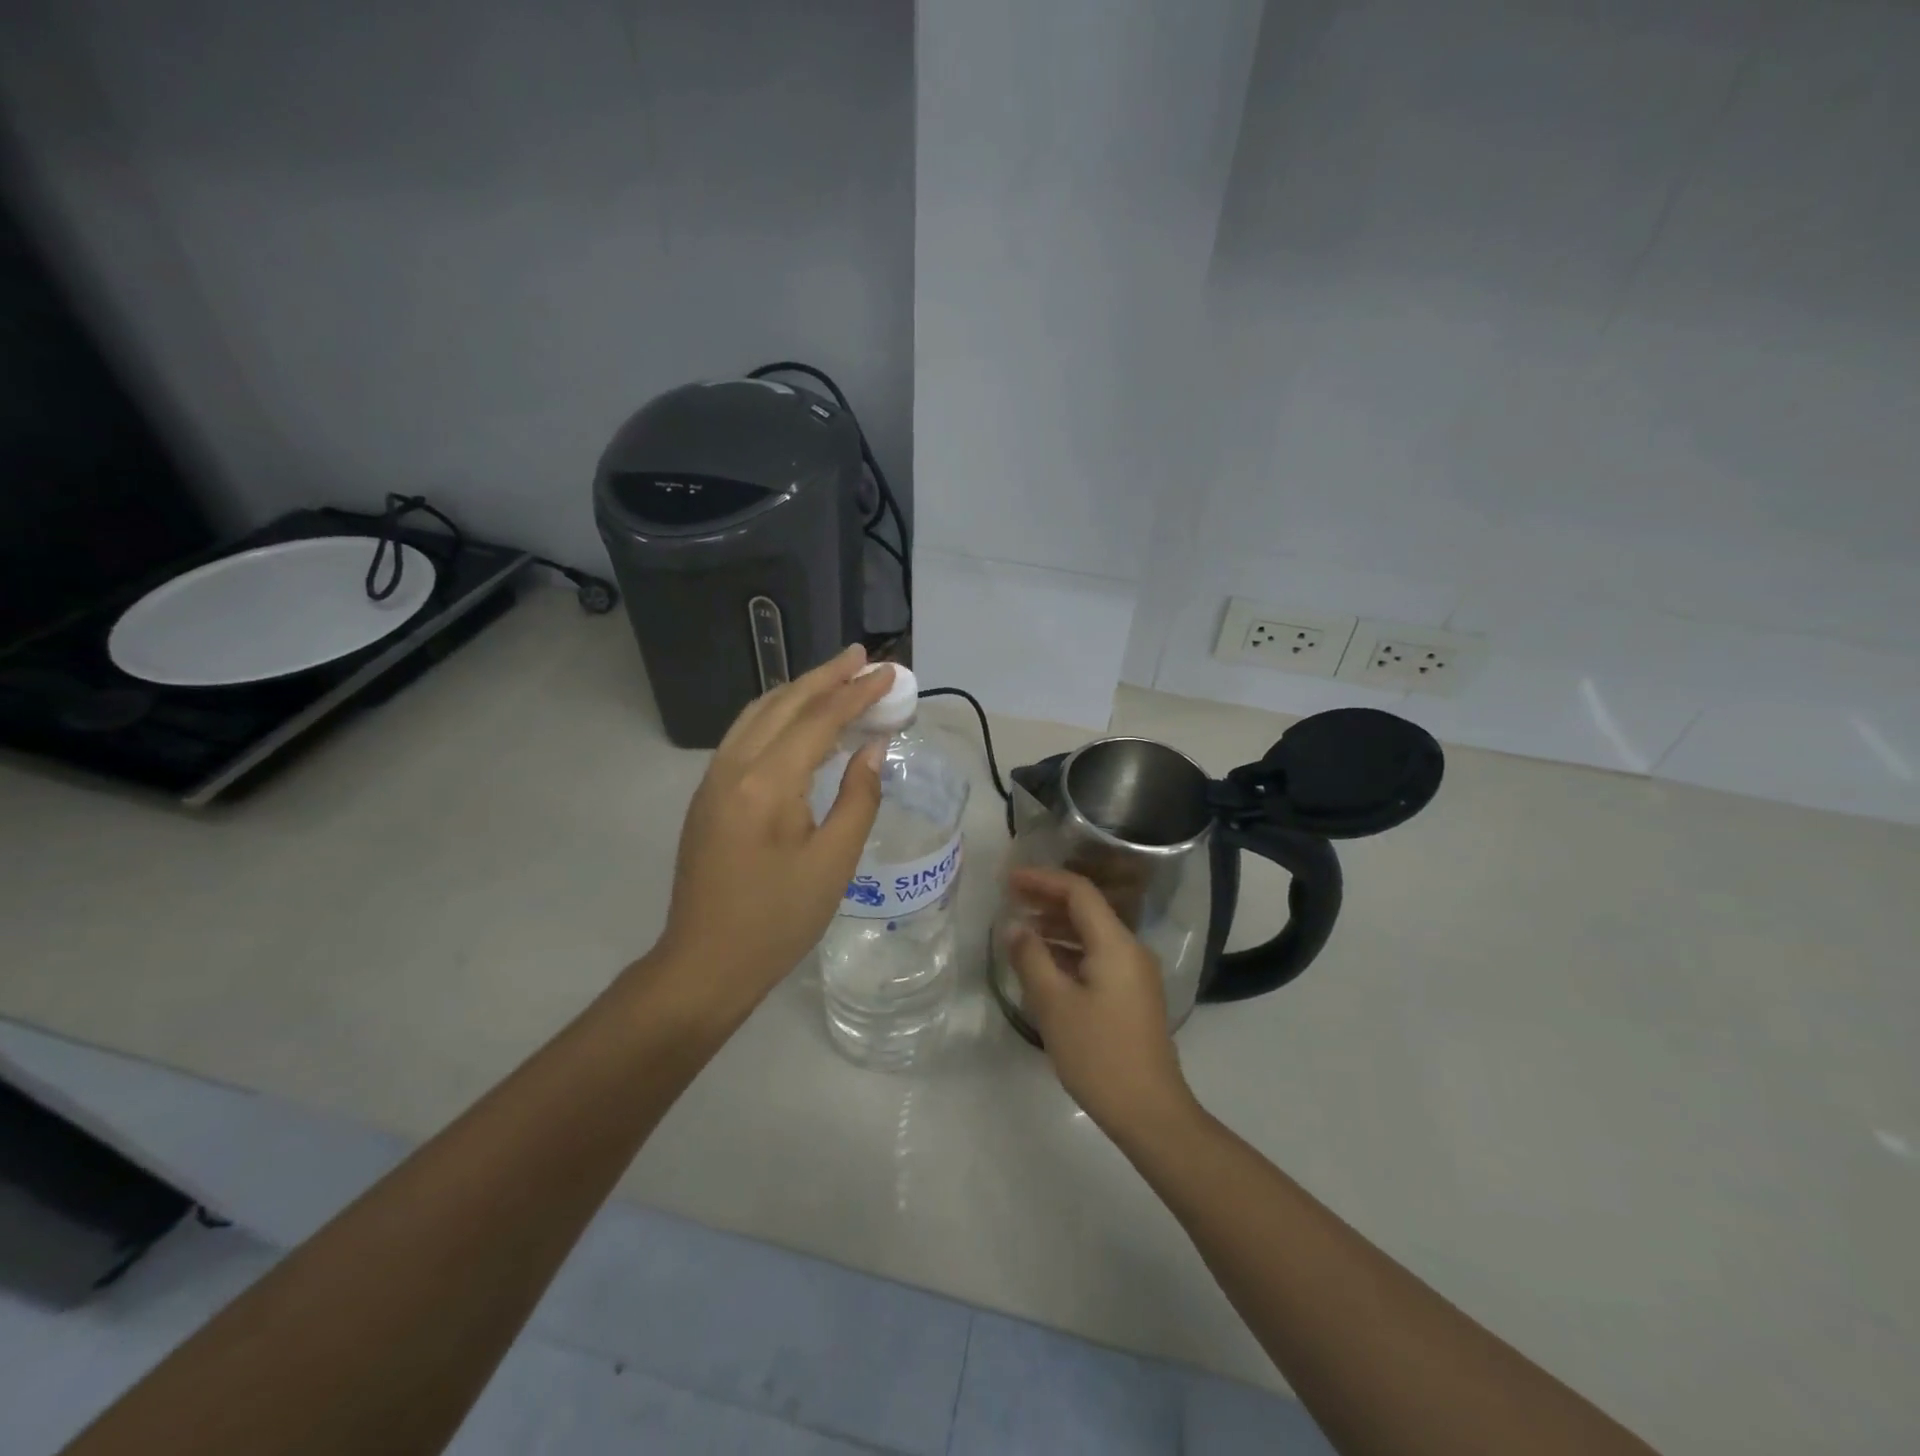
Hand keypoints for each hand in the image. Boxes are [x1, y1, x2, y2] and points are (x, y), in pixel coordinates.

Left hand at [655, 646, 893, 1003]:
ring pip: (759, 713)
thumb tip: (873, 748)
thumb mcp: (834, 863)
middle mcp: (734, 767)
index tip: (890, 673)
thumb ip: (858, 797)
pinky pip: (744, 734)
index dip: (858, 693)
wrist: (705, 963)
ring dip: (800, 690)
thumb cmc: (778, 919)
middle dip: (827, 676)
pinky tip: (798, 719)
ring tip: (836, 677)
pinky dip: (777, 714)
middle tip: (865, 658)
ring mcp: (713, 778)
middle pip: (784, 703)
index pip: (819, 720)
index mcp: (767, 784)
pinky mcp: (708, 793)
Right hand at [1005, 867, 1198, 1135]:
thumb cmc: (1098, 1054)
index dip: (1042, 879)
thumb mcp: (1054, 1005)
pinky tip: (1044, 962)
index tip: (1009, 879)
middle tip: (1010, 899)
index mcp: (1115, 944)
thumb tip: (1015, 927)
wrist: (1150, 1111)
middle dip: (1048, 900)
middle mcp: (1130, 950)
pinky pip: (1098, 957)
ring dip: (1057, 926)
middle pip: (1087, 909)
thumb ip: (1031, 958)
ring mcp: (1135, 973)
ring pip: (1092, 934)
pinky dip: (1069, 951)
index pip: (1079, 891)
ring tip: (1020, 927)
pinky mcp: (1133, 996)